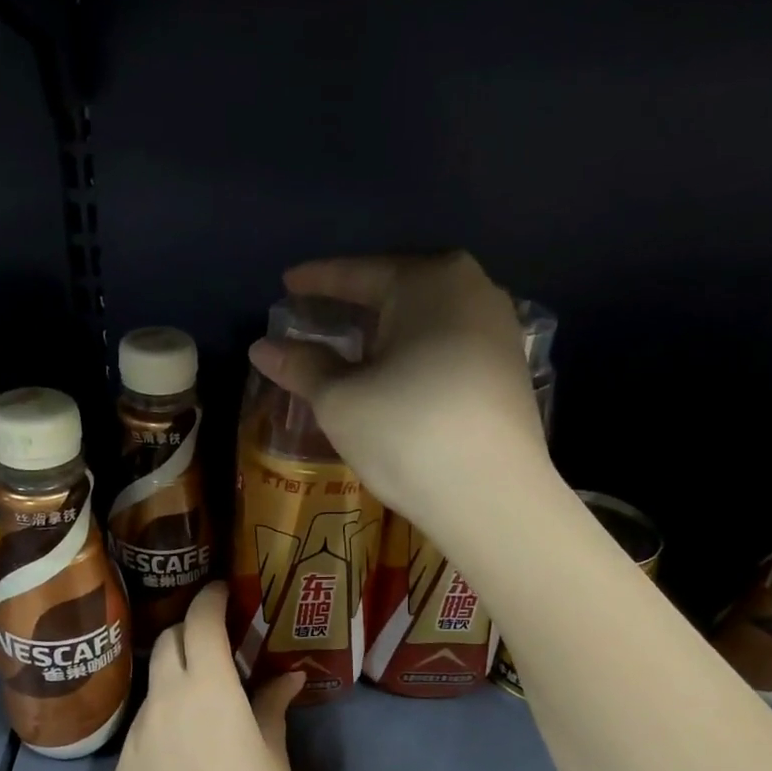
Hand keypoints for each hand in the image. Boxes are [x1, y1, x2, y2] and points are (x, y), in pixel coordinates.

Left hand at [111, 583, 304, 770]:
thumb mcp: (273, 758)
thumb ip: (272, 707)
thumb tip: (287, 678)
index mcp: (209, 690)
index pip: (201, 622)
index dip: (211, 599)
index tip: (224, 593)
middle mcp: (165, 700)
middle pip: (168, 641)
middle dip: (190, 631)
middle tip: (216, 645)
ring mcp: (137, 733)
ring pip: (153, 685)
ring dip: (176, 678)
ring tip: (202, 706)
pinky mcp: (120, 766)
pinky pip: (143, 728)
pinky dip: (163, 722)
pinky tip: (182, 758)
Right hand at [248, 252, 550, 534]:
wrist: (493, 497)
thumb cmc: (407, 433)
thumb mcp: (340, 400)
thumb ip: (302, 366)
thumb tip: (262, 347)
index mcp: (430, 280)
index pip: (359, 273)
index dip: (317, 280)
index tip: (287, 283)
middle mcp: (474, 290)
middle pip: (398, 290)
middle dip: (354, 304)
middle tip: (315, 315)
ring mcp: (499, 331)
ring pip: (426, 319)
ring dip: (386, 332)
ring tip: (351, 346)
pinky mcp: (509, 370)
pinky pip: (448, 346)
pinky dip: (414, 354)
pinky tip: (395, 375)